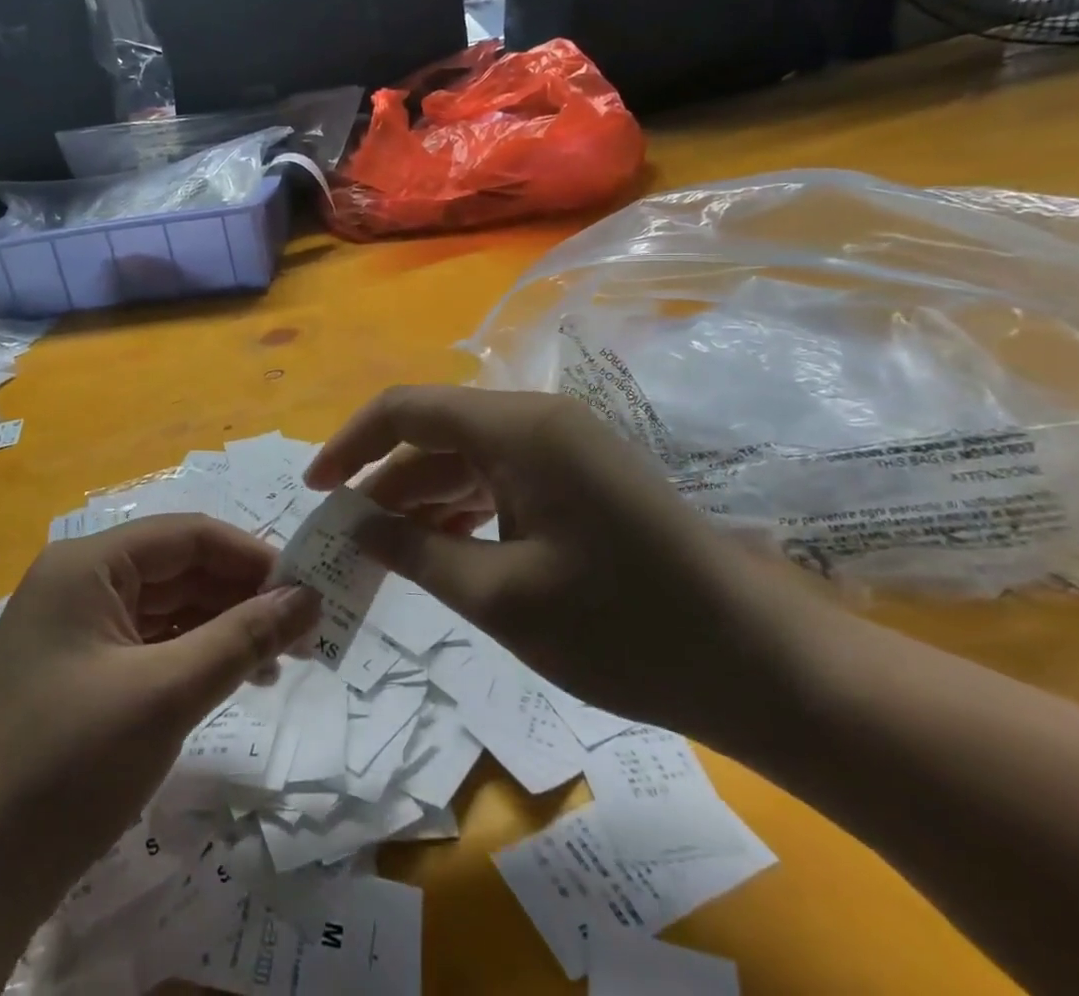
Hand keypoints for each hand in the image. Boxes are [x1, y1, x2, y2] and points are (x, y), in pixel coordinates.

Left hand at [0, 515, 318, 994]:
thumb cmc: (69, 765)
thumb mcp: (165, 694)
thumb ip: (241, 638)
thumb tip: (309, 598)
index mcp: (87, 563)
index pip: (186, 535)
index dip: (250, 556)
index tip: (308, 587)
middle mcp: (79, 580)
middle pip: (177, 568)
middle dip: (240, 594)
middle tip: (304, 629)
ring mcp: (75, 626)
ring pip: (166, 606)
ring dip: (222, 626)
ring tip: (280, 659)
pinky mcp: (78, 669)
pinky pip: (148, 642)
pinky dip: (192, 654)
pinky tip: (233, 677)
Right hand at [307, 385, 825, 751]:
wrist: (764, 667)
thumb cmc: (626, 630)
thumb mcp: (501, 599)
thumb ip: (415, 553)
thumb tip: (355, 527)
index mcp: (519, 428)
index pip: (407, 410)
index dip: (350, 443)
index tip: (315, 489)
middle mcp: (538, 419)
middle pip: (435, 432)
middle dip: (383, 479)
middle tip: (345, 534)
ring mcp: (563, 446)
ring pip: (465, 456)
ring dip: (421, 497)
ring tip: (382, 548)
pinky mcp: (578, 476)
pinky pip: (499, 476)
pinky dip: (462, 507)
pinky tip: (440, 547)